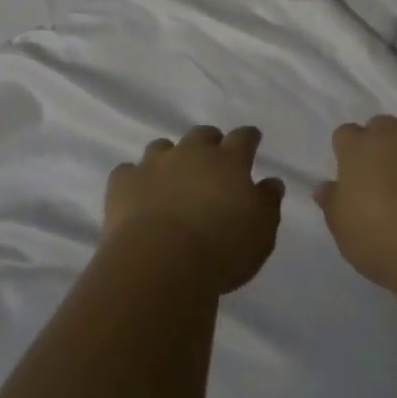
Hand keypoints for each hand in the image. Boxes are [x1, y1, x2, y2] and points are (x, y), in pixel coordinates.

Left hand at [104, 126, 284, 293]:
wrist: (162, 262)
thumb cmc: (222, 249)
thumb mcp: (262, 232)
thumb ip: (268, 203)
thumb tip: (271, 182)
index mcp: (229, 161)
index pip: (243, 138)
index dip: (249, 138)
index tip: (252, 140)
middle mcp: (192, 153)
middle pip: (202, 135)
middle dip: (209, 142)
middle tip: (212, 160)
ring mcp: (155, 164)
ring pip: (163, 147)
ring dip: (170, 158)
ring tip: (171, 177)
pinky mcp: (124, 182)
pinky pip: (128, 171)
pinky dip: (134, 180)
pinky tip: (136, 194)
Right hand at [316, 112, 396, 297]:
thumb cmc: (387, 245)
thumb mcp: (345, 233)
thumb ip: (332, 204)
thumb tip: (325, 186)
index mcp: (358, 149)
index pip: (345, 134)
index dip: (349, 153)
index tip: (355, 177)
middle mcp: (393, 133)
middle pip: (381, 125)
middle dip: (382, 143)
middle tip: (388, 175)